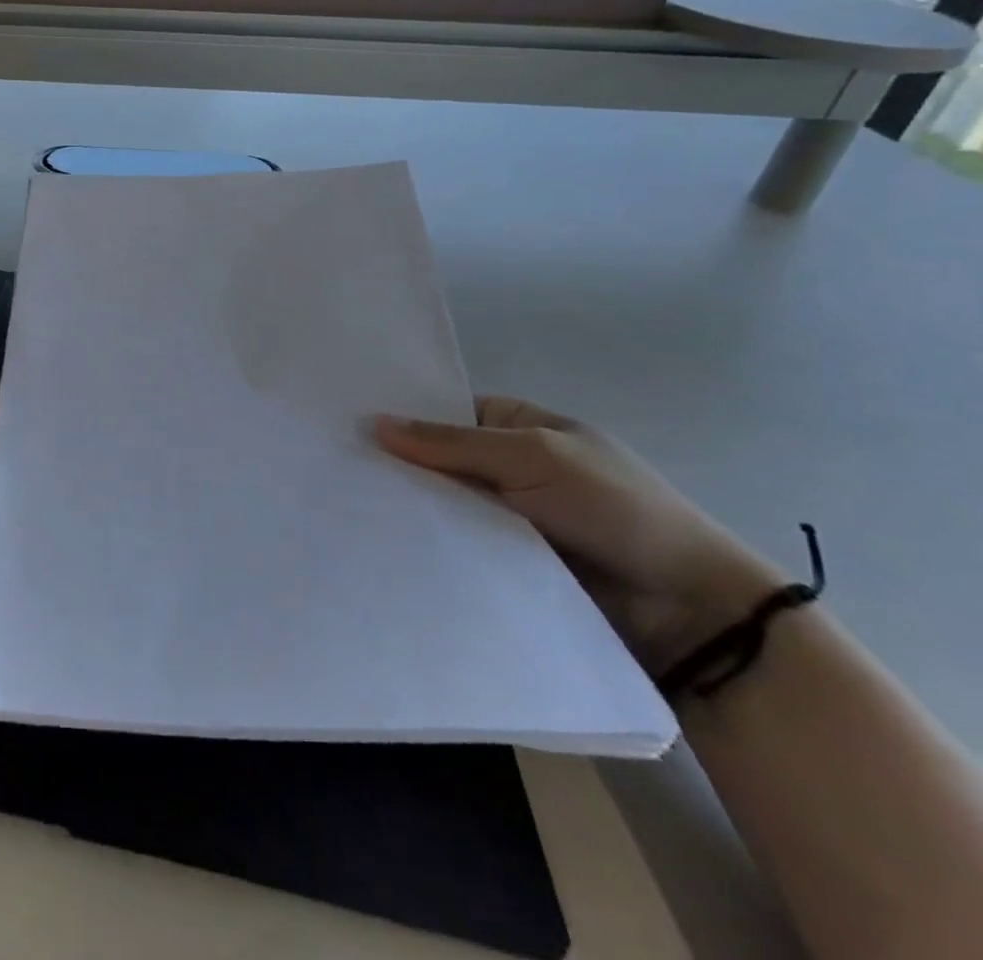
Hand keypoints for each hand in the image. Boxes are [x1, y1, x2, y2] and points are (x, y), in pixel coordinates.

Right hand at [375, 397, 785, 673]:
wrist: (688, 609)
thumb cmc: (614, 508)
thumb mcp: (532, 455)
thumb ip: (451, 442)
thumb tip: (374, 423)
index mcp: (523, 427)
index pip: (446, 412)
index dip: (402, 416)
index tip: (345, 422)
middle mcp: (511, 467)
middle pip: (439, 460)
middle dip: (397, 465)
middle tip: (333, 468)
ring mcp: (508, 518)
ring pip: (444, 506)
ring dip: (410, 508)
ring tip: (343, 508)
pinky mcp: (507, 564)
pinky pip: (458, 546)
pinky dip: (430, 545)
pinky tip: (381, 544)